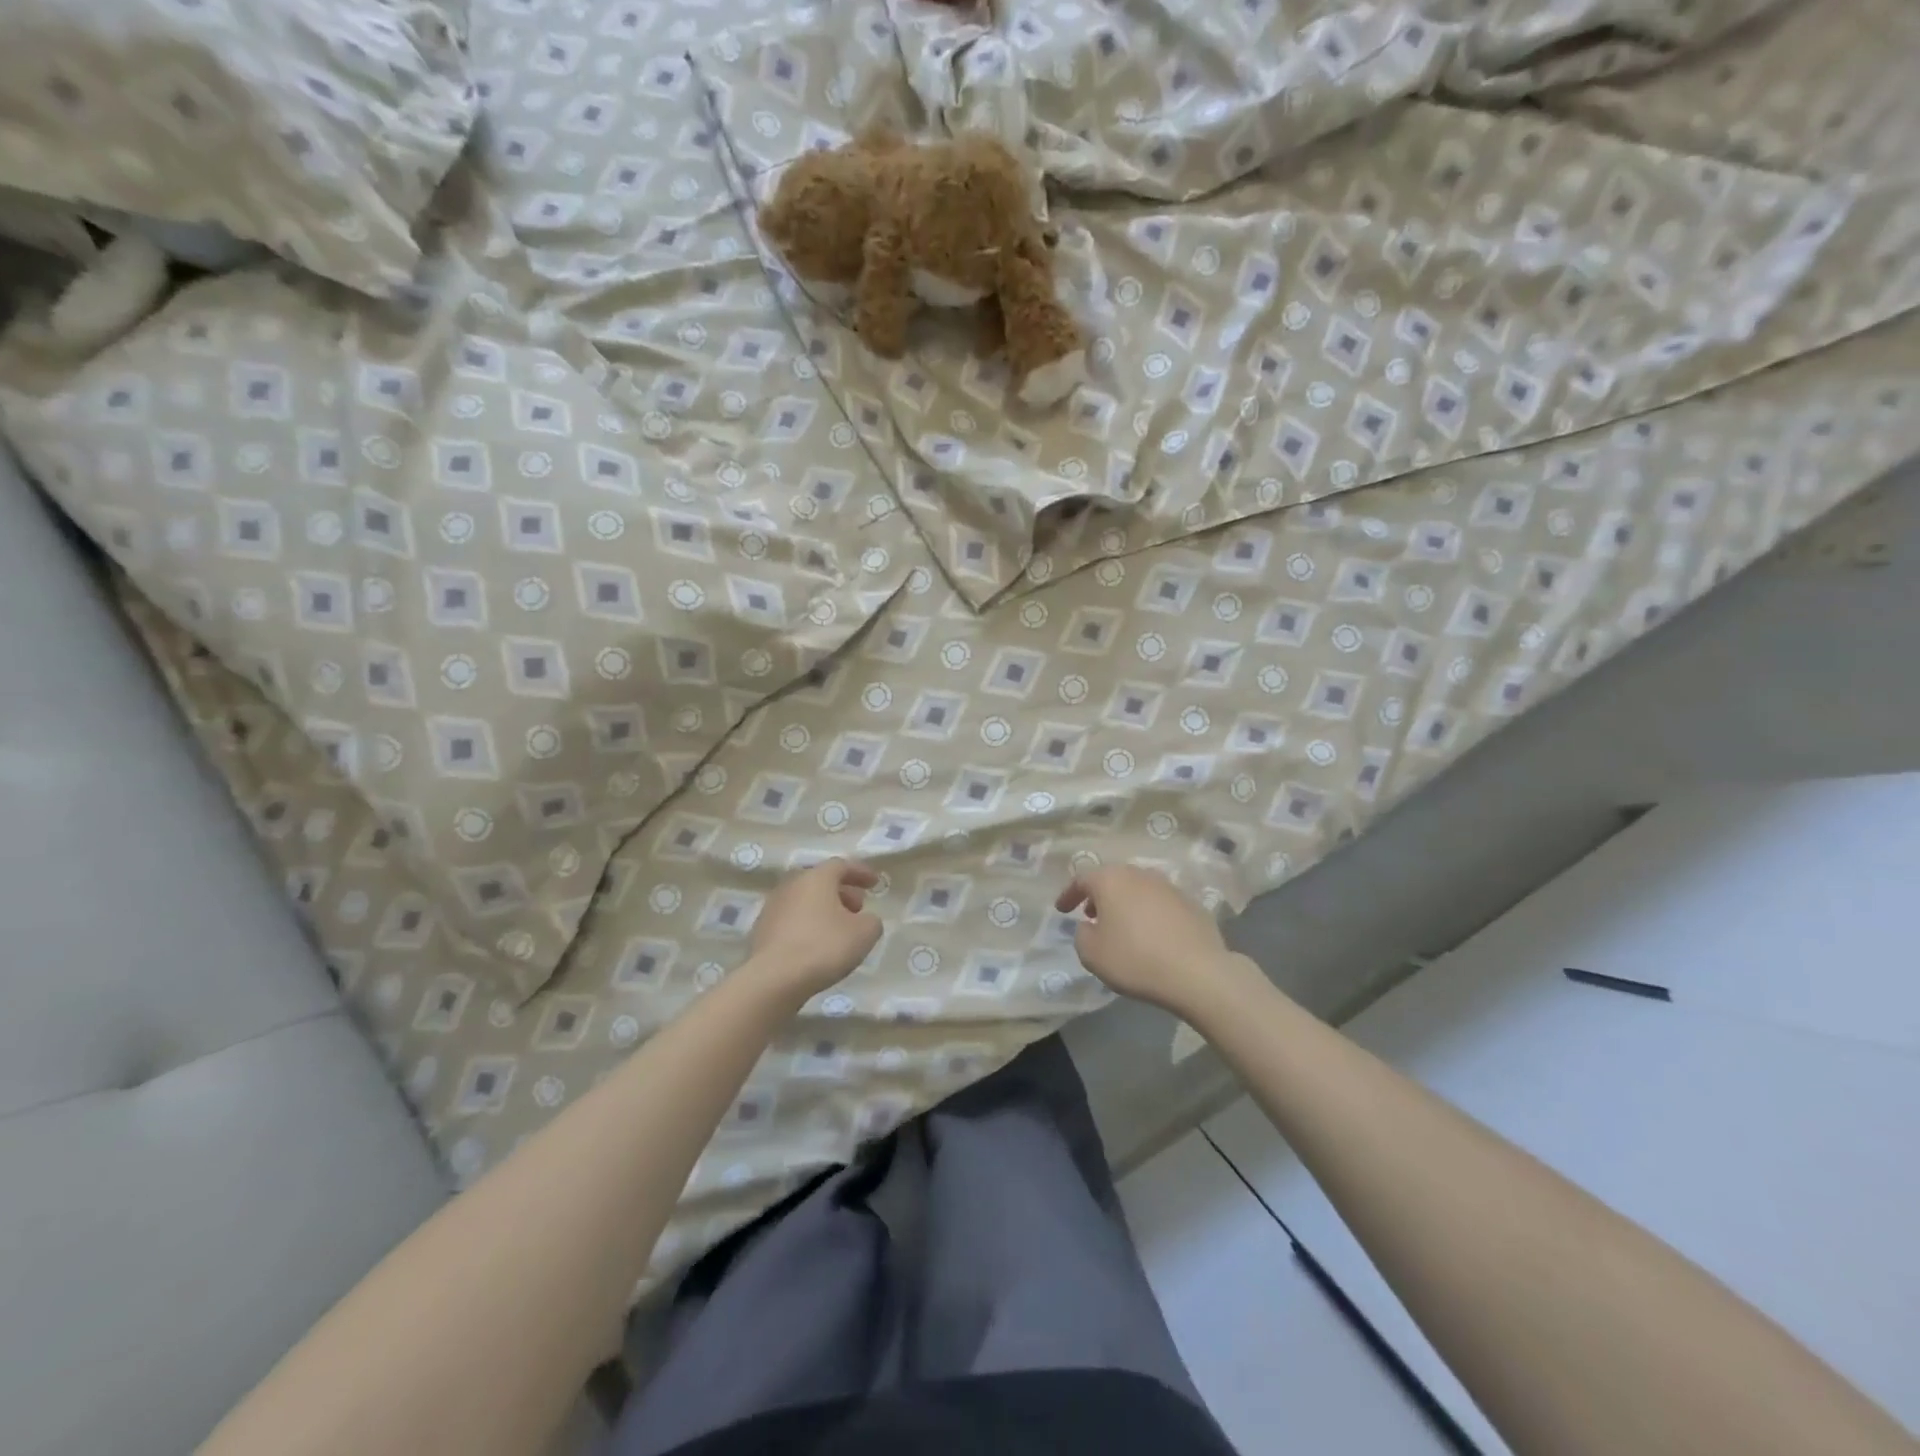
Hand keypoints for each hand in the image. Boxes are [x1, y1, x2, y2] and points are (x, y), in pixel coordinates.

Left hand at [747, 859, 882, 999]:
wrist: (773, 979)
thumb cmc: (823, 947)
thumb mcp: (864, 934)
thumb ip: (872, 921)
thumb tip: (865, 920)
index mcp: (816, 878)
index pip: (841, 865)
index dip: (860, 872)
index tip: (875, 884)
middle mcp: (791, 885)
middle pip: (821, 881)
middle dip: (843, 892)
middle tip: (859, 908)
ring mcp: (772, 907)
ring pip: (805, 901)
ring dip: (825, 910)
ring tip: (840, 930)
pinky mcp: (762, 931)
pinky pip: (792, 920)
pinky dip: (808, 925)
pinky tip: (818, 945)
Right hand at [1055, 865, 1244, 1015]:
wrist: (1198, 972)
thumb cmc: (1135, 959)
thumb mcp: (1092, 954)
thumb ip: (1081, 935)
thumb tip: (1089, 926)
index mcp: (1111, 880)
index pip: (1082, 879)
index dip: (1068, 894)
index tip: (1061, 910)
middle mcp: (1139, 874)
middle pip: (1112, 879)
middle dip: (1099, 896)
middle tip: (1091, 915)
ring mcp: (1168, 886)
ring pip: (1138, 889)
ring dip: (1125, 904)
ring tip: (1121, 927)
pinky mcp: (1191, 903)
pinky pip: (1160, 904)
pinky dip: (1149, 914)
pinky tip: (1151, 936)